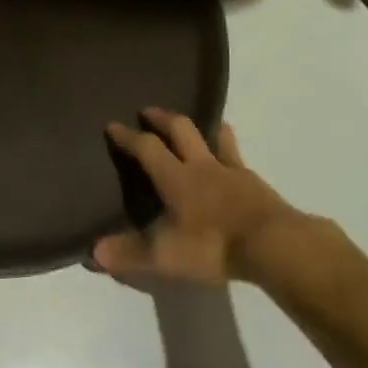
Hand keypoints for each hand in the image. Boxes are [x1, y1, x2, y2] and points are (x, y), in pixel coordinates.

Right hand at [93, 108, 302, 285]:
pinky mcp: (257, 184)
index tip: (113, 125)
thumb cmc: (214, 245)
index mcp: (176, 177)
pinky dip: (229, 150)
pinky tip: (231, 160)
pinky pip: (238, 158)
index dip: (128, 136)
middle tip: (149, 111)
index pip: (147, 148)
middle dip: (162, 118)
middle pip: (180, 130)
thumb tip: (93, 252)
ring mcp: (233, 171)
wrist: (274, 246)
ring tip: (198, 124)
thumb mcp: (166, 256)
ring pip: (215, 137)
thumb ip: (130, 253)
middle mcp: (202, 165)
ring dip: (203, 127)